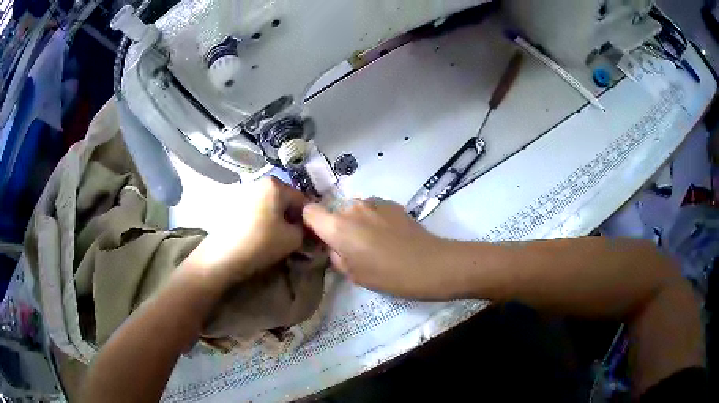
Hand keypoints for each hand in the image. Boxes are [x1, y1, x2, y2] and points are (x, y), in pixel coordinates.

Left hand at [181, 177, 307, 289]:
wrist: (220, 258)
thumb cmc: (260, 243)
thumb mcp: (293, 239)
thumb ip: (306, 230)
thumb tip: (307, 230)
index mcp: (275, 184)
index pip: (303, 200)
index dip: (311, 220)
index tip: (313, 238)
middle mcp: (259, 182)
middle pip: (286, 202)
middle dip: (293, 220)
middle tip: (297, 241)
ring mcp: (243, 193)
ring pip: (271, 207)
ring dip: (279, 222)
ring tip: (279, 242)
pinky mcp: (233, 205)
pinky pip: (257, 212)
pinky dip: (264, 223)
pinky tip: (262, 239)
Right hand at [303, 198, 454, 299]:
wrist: (430, 264)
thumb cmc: (388, 276)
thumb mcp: (353, 274)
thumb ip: (336, 256)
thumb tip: (334, 246)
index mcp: (337, 227)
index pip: (309, 212)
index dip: (312, 224)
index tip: (321, 239)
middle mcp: (351, 208)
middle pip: (334, 212)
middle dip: (339, 227)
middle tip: (354, 248)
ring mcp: (373, 202)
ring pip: (354, 211)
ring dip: (358, 223)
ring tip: (375, 242)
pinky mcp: (391, 203)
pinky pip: (372, 209)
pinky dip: (374, 219)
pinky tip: (390, 236)